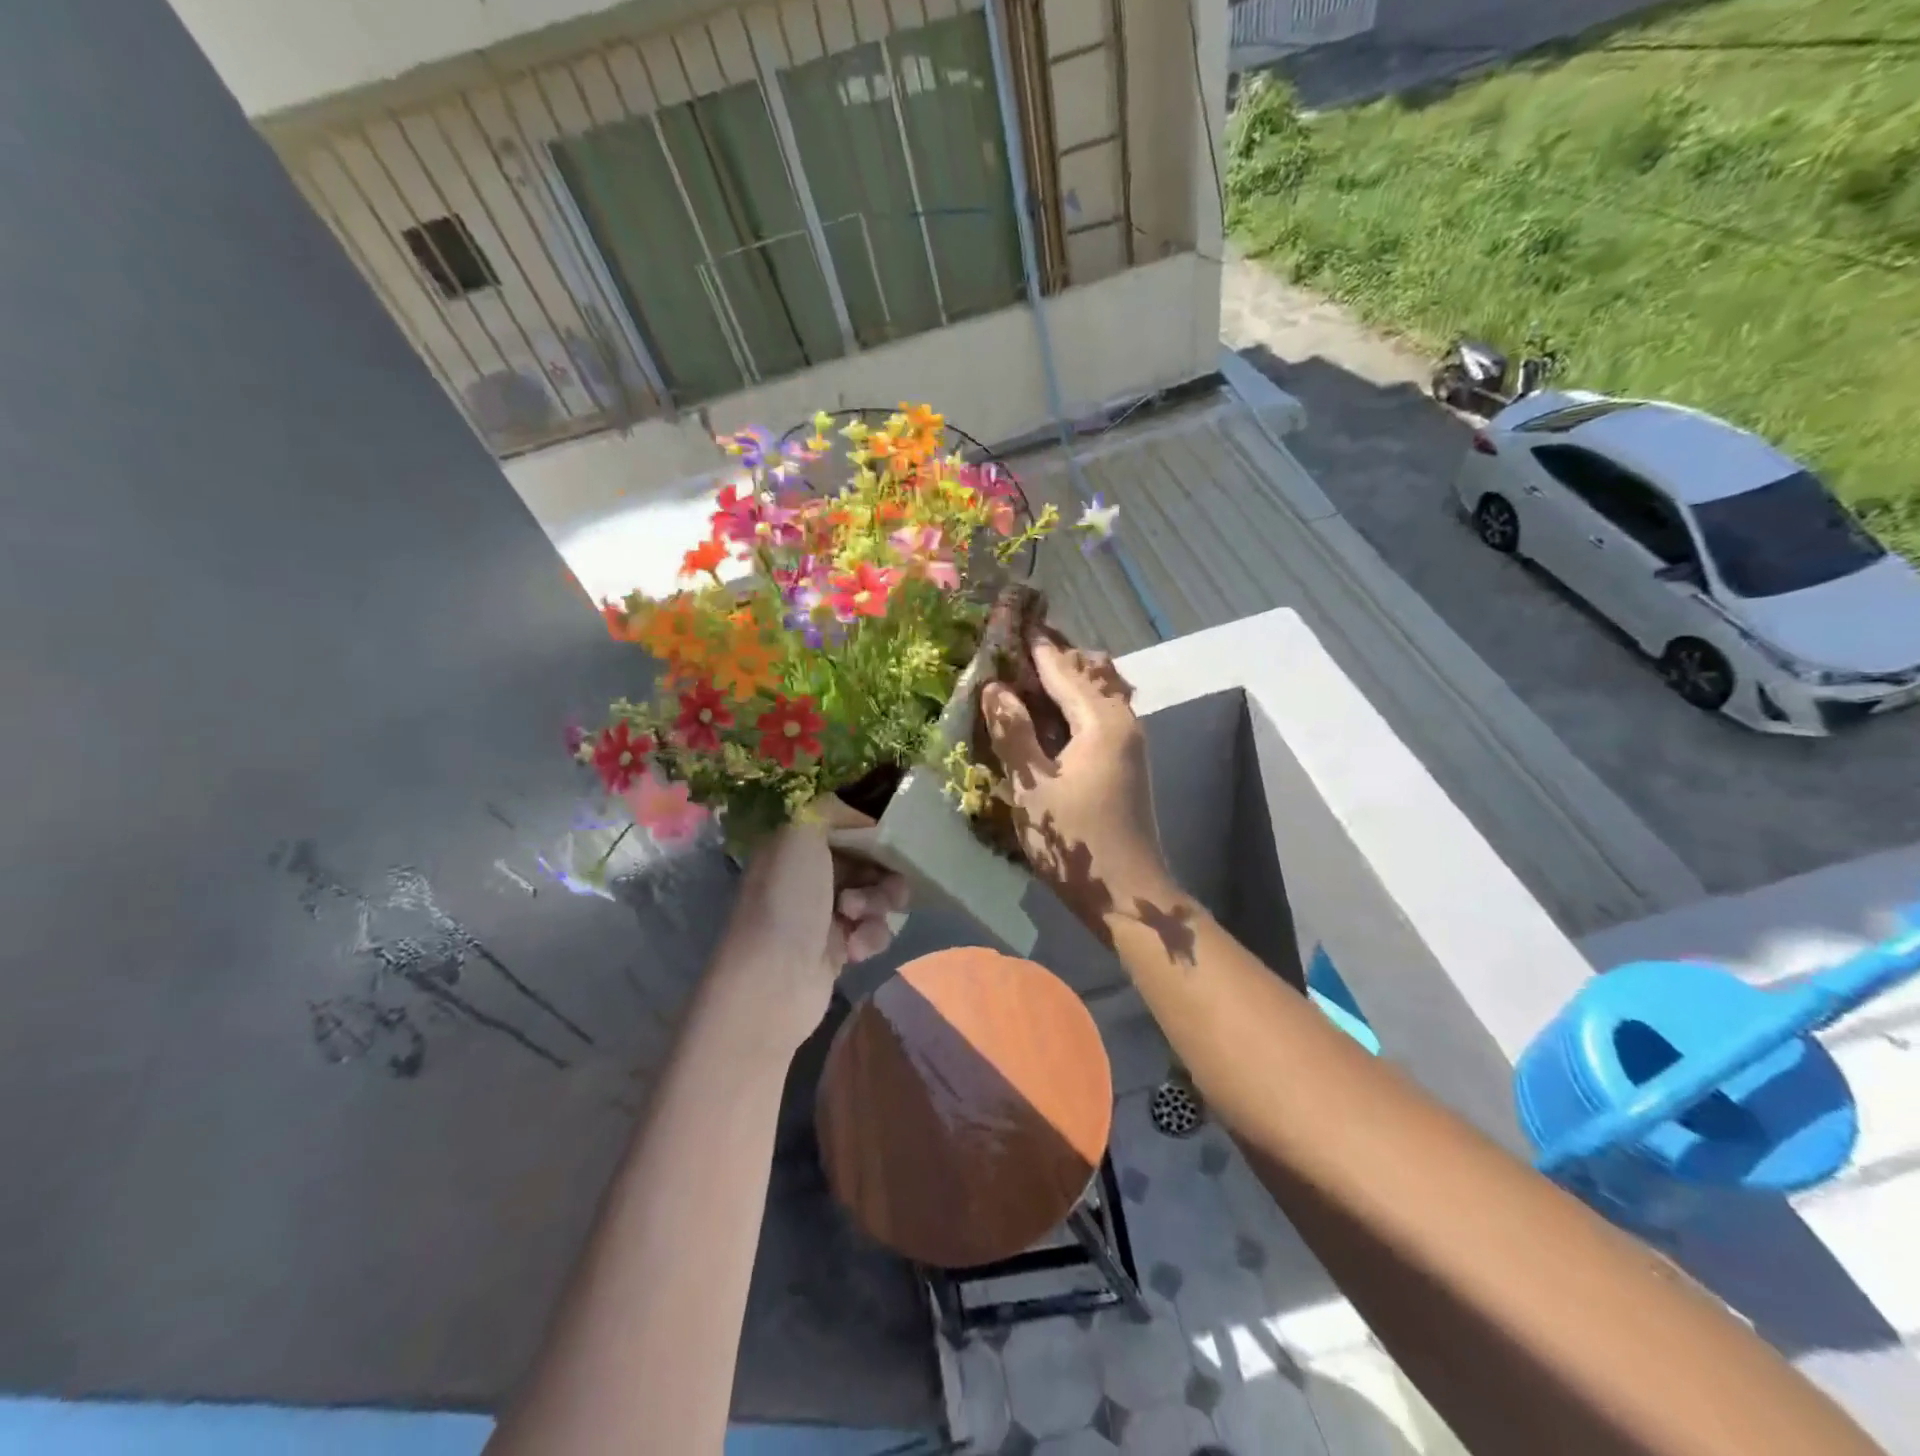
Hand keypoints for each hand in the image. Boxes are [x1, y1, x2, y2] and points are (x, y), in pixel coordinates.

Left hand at [712, 822, 907, 1053]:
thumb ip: (830, 809)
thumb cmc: (788, 900)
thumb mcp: (800, 834)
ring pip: (877, 896)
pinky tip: (854, 949)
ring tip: (858, 920)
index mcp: (796, 846)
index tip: (893, 841)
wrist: (774, 980)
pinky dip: (871, 937)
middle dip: (883, 873)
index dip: (872, 832)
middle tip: (886, 887)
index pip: (846, 827)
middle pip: (868, 862)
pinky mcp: (839, 948)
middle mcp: (809, 876)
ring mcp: (824, 913)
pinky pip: (874, 930)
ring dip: (877, 905)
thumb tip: (858, 814)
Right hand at [981, 634, 1172, 935]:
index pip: (1064, 667)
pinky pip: (1101, 711)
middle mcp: (1123, 721)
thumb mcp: (1033, 788)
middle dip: (1053, 654)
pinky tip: (1049, 713)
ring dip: (1066, 676)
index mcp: (1103, 722)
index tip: (1008, 620)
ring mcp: (1129, 741)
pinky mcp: (1126, 760)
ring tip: (1026, 673)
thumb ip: (1012, 733)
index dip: (1034, 644)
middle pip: (1089, 670)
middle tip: (1013, 646)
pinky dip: (1075, 700)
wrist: (1129, 895)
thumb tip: (994, 688)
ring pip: (1099, 689)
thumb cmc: (1076, 844)